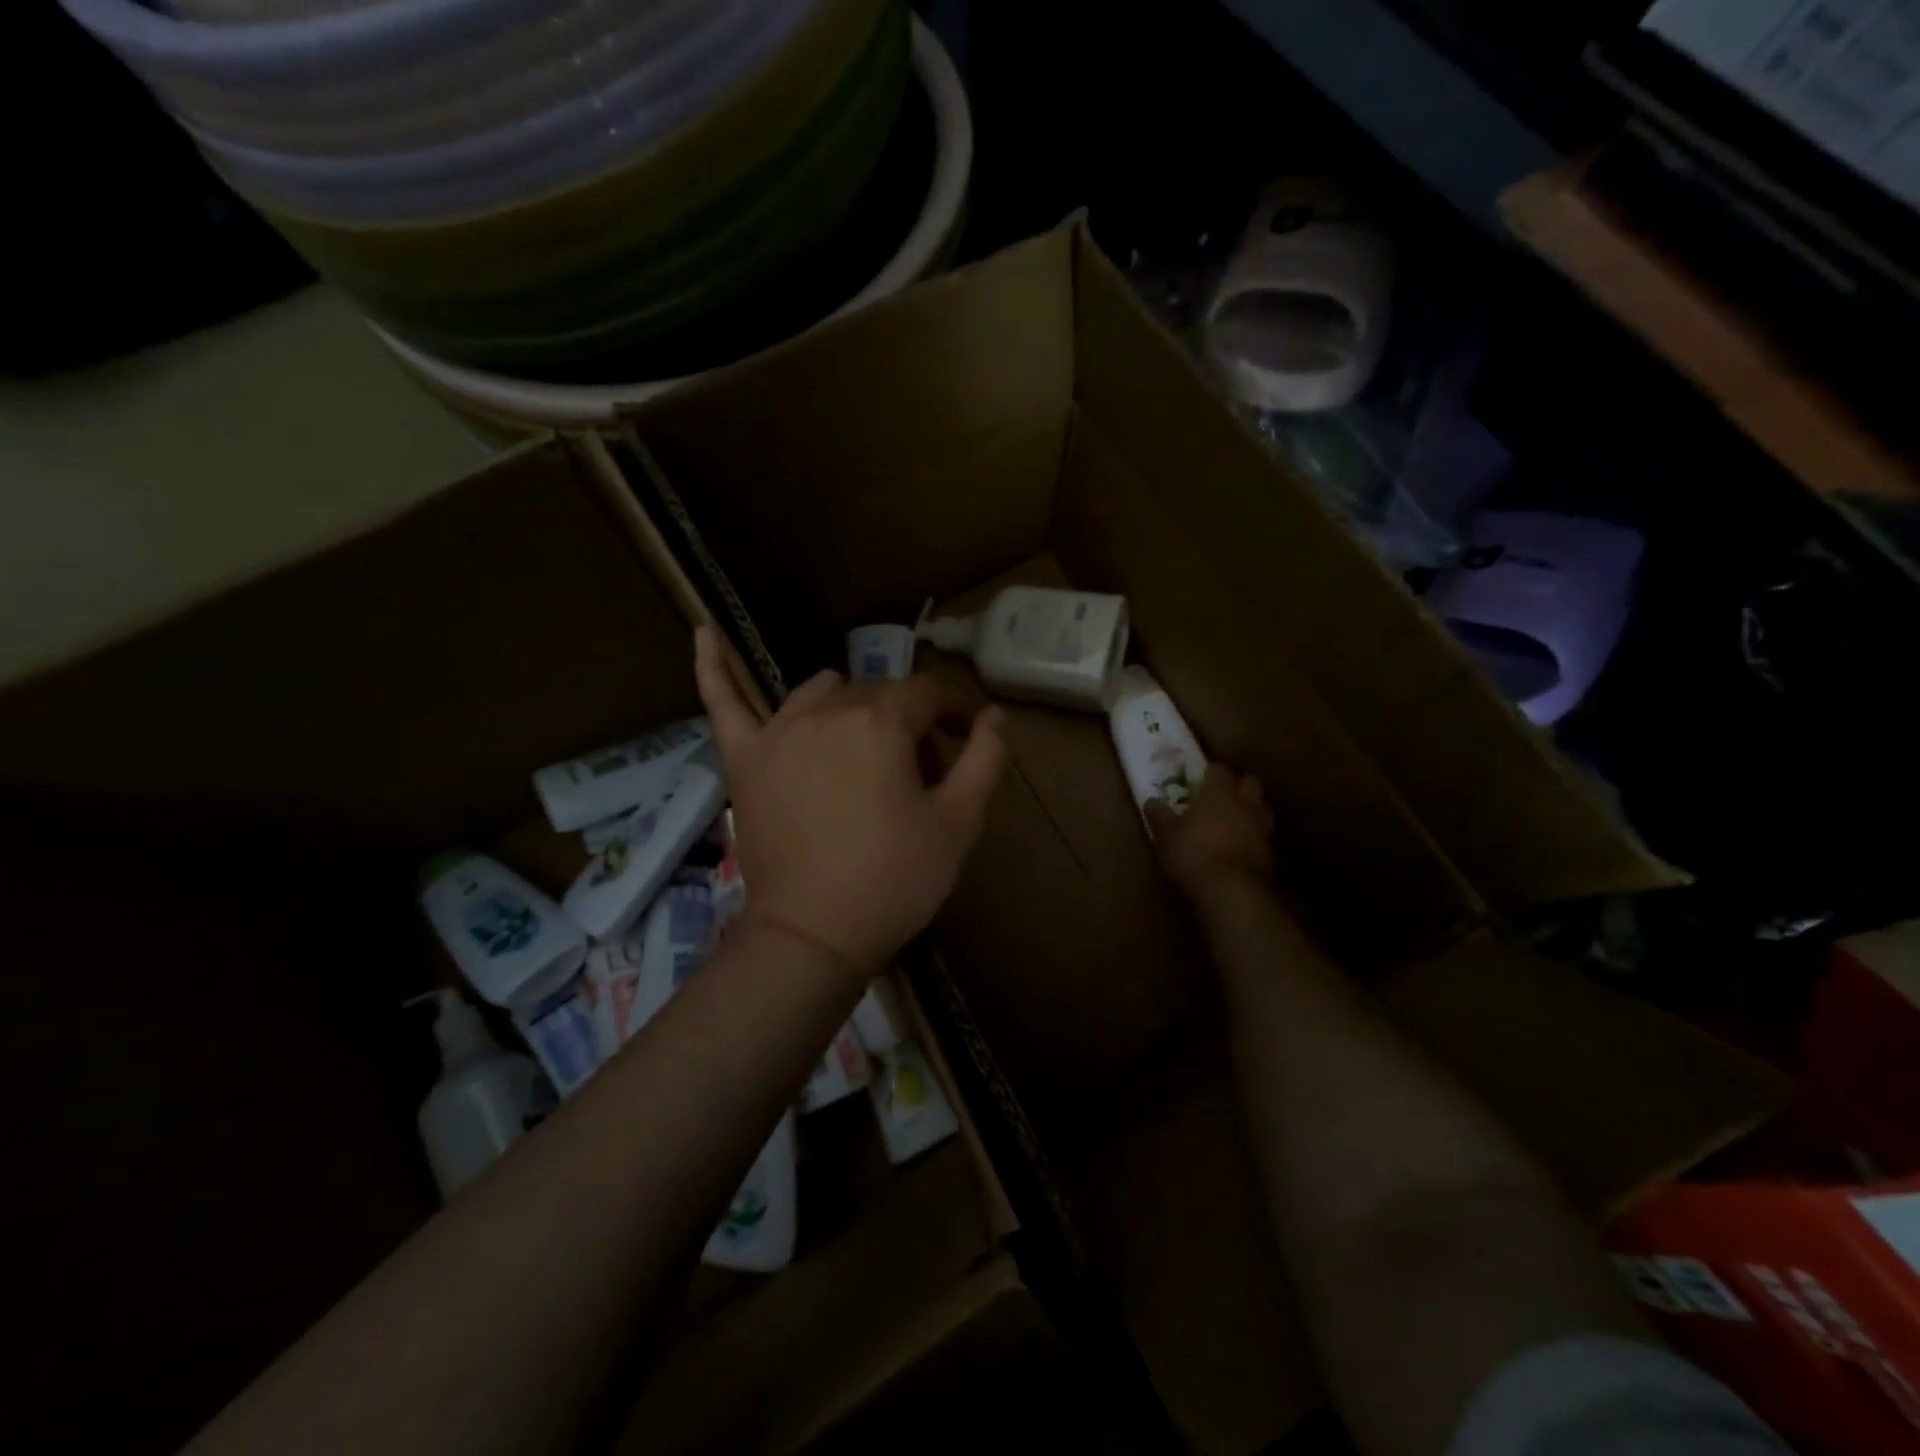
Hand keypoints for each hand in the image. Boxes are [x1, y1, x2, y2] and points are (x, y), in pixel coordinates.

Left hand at [694, 625, 1008, 974]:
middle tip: (921, 773)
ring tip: (863, 749)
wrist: (813, 936)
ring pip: (823, 692)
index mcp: (881, 723)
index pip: (927, 693)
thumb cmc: (894, 881)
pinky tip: (703, 632)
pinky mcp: (744, 759)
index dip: (954, 711)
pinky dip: (713, 667)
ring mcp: (777, 731)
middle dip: (908, 722)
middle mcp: (827, 712)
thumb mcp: (959, 823)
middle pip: (878, 694)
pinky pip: (723, 702)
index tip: (967, 735)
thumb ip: (985, 759)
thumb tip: (994, 714)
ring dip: (851, 706)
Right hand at [1146, 766, 1276, 904]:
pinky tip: (1238, 847)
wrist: (1232, 892)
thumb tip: (1152, 802)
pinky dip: (1253, 836)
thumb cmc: (1193, 855)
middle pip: (1249, 782)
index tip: (1199, 777)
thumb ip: (1160, 816)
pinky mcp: (1270, 852)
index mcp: (1219, 792)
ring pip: (1261, 808)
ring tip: (1231, 821)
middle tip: (1219, 796)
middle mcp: (1245, 803)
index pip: (1219, 769)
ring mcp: (1262, 827)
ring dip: (1249, 810)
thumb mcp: (1166, 836)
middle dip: (1237, 785)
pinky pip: (1263, 834)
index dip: (1209, 771)